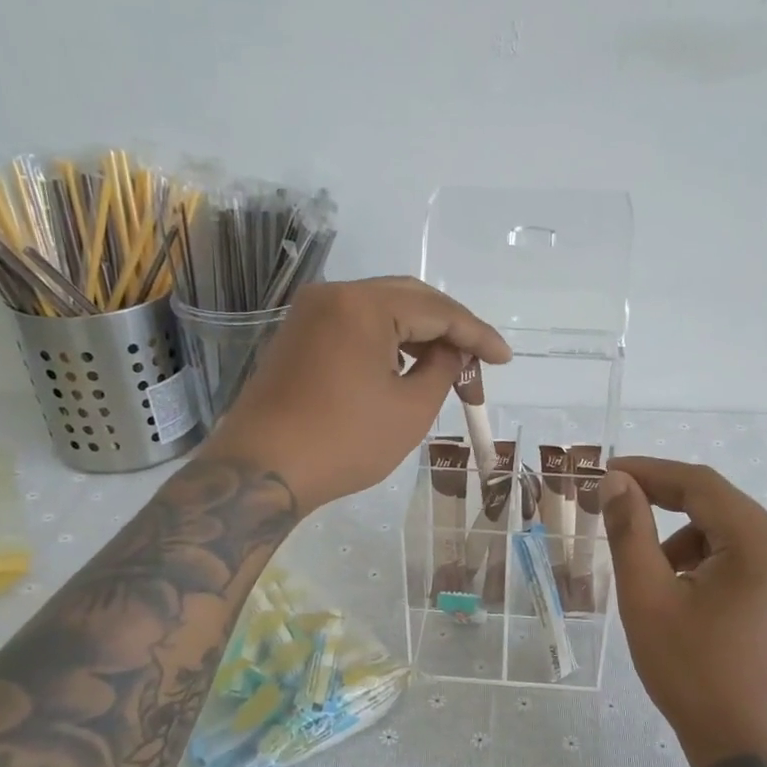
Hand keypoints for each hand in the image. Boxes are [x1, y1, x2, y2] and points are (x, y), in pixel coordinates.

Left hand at [199, 277, 510, 512]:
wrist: (262, 472)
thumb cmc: (344, 442)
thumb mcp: (411, 409)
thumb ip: (443, 368)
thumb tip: (452, 351)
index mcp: (364, 305)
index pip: (437, 310)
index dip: (477, 335)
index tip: (504, 360)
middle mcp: (334, 295)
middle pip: (410, 299)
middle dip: (450, 330)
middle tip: (478, 364)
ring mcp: (311, 314)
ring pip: (382, 310)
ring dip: (419, 335)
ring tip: (449, 370)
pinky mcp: (299, 336)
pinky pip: (356, 325)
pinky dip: (388, 342)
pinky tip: (408, 367)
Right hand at [601, 458, 766, 766]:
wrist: (748, 748)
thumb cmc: (693, 673)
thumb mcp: (648, 598)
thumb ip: (630, 531)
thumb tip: (617, 482)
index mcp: (763, 544)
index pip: (701, 485)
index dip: (650, 472)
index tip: (607, 472)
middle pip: (718, 505)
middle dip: (664, 505)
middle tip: (615, 512)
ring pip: (729, 532)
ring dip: (684, 539)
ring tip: (652, 578)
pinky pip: (743, 557)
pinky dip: (707, 561)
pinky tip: (682, 595)